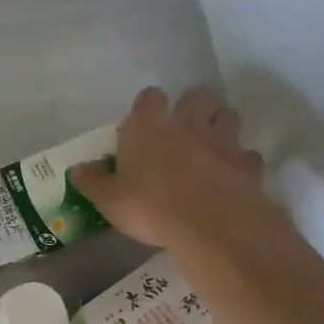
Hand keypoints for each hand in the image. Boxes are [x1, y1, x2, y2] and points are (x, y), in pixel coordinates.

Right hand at [71, 87, 279, 253]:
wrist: (210, 226)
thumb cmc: (150, 207)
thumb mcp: (109, 200)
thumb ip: (92, 182)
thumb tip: (76, 170)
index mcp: (148, 127)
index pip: (150, 97)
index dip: (147, 107)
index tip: (142, 123)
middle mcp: (187, 124)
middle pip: (197, 97)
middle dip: (192, 107)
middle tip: (183, 127)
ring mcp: (222, 141)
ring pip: (228, 116)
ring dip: (220, 125)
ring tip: (210, 145)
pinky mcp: (247, 164)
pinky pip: (247, 155)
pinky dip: (241, 161)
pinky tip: (230, 175)